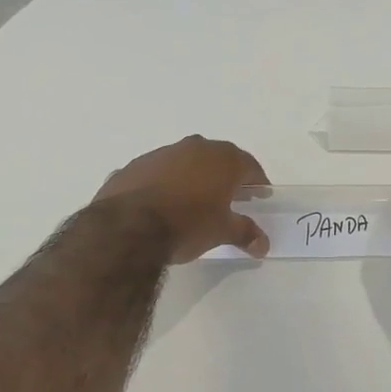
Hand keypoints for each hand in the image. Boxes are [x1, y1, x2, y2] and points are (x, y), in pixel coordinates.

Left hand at [94, 135, 271, 262]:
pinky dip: (165, 184)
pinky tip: (162, 205)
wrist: (127, 228)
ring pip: (185, 162)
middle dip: (226, 176)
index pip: (249, 165)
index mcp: (222, 159)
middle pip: (218, 159)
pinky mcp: (134, 166)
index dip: (257, 181)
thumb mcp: (222, 232)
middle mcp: (193, 148)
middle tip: (231, 197)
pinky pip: (157, 173)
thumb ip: (245, 233)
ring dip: (193, 177)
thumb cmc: (187, 224)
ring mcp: (161, 154)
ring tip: (194, 201)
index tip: (260, 195)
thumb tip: (263, 244)